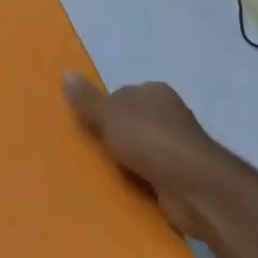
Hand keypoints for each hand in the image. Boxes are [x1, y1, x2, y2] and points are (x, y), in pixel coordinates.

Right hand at [62, 74, 235, 238]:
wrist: (192, 184)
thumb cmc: (149, 140)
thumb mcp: (109, 115)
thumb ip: (87, 99)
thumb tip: (65, 71)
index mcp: (154, 92)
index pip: (120, 95)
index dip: (102, 110)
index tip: (85, 127)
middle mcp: (168, 114)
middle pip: (129, 121)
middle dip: (111, 135)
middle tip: (86, 150)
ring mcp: (176, 144)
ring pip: (138, 148)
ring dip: (123, 159)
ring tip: (97, 170)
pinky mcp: (178, 172)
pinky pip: (148, 171)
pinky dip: (136, 177)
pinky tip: (120, 186)